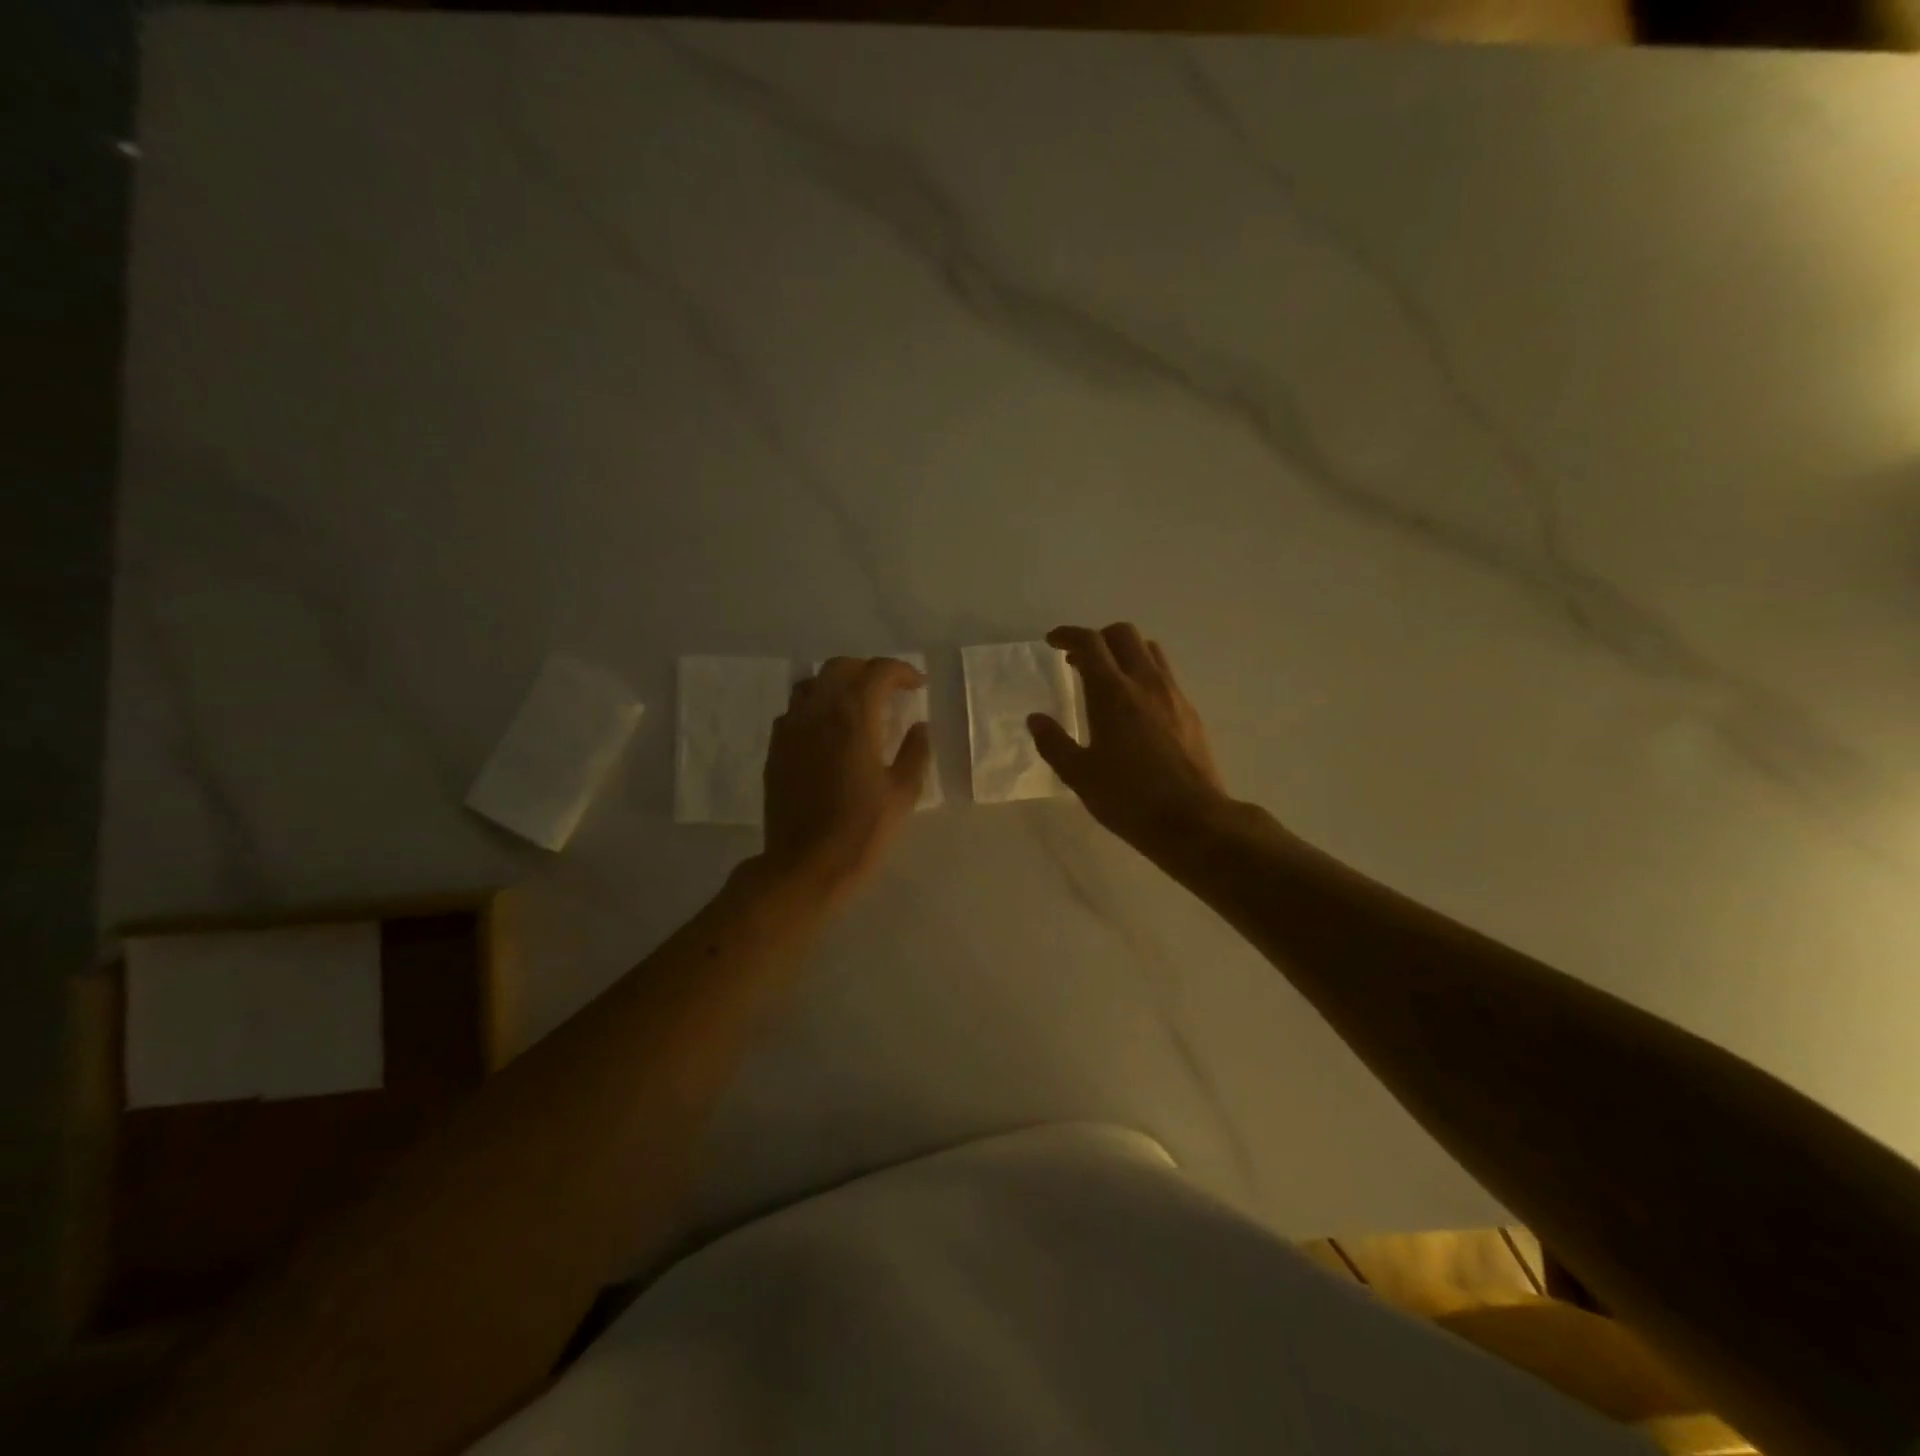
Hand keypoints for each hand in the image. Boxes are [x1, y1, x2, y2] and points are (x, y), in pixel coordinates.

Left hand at [761, 656, 931, 901]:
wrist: (805, 865)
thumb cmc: (862, 830)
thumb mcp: (902, 793)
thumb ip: (915, 752)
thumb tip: (920, 726)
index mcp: (854, 718)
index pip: (878, 672)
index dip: (901, 671)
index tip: (918, 686)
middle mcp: (818, 712)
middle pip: (840, 667)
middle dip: (868, 670)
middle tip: (889, 690)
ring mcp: (791, 729)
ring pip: (812, 684)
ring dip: (837, 685)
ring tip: (856, 706)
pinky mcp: (776, 750)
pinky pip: (794, 712)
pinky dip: (815, 708)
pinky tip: (827, 732)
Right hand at [1028, 623, 1232, 856]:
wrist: (1192, 820)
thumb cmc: (1128, 798)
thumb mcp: (1079, 775)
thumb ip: (1053, 743)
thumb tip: (1036, 719)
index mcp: (1112, 693)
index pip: (1090, 643)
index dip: (1068, 635)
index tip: (1053, 642)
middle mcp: (1145, 683)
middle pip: (1123, 634)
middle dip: (1097, 638)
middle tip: (1078, 660)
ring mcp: (1173, 695)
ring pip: (1149, 651)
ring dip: (1124, 652)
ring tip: (1108, 677)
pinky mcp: (1190, 712)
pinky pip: (1165, 676)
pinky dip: (1144, 674)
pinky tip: (1135, 706)